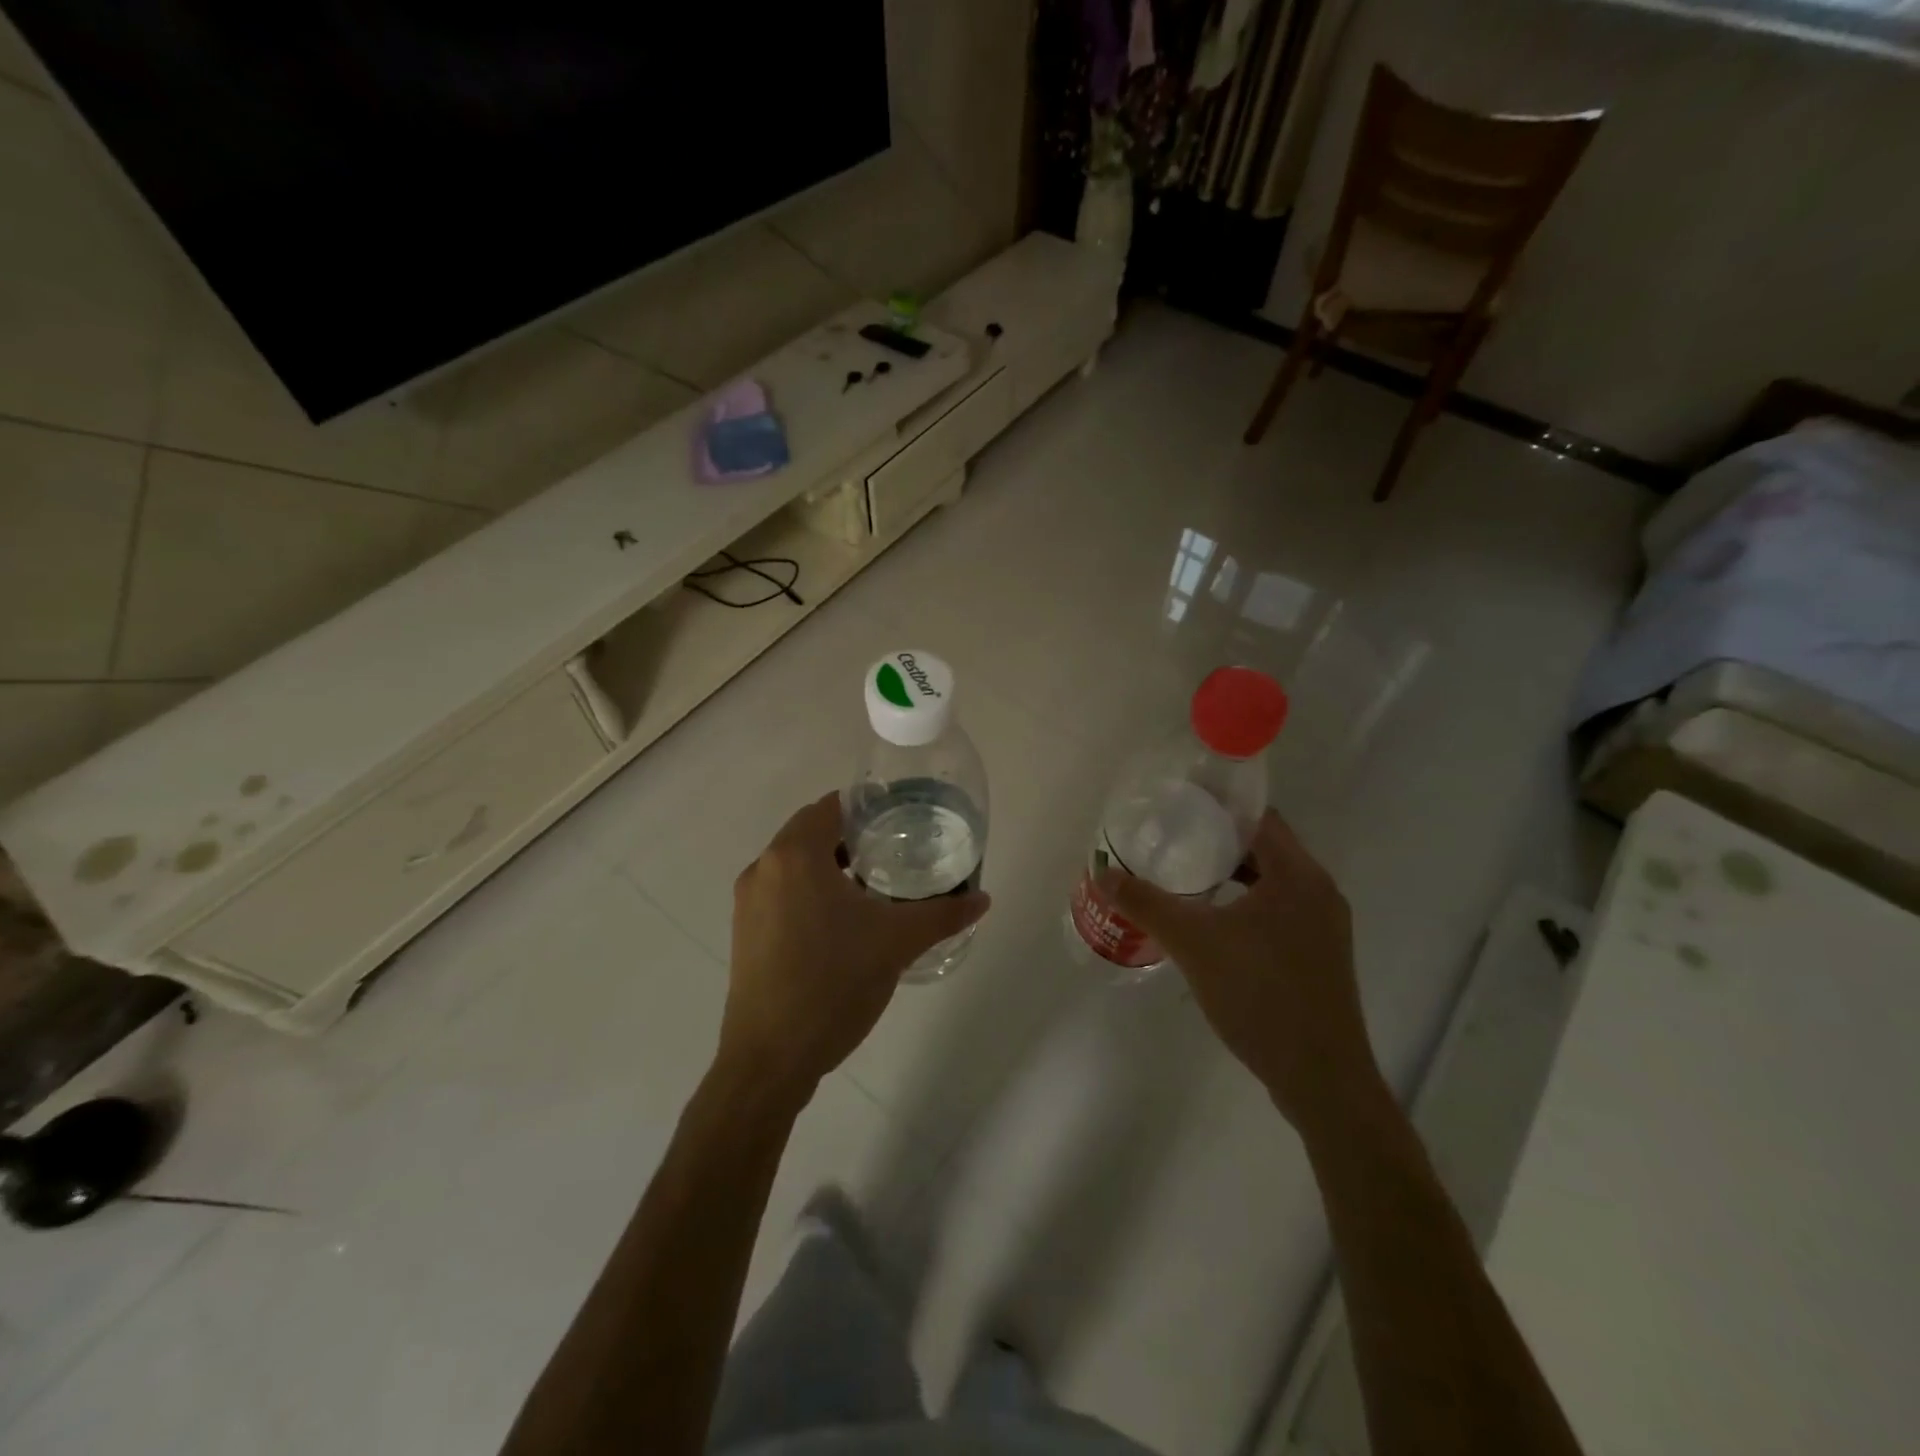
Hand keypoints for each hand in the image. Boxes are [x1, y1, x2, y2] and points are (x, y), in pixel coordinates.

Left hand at [718, 792, 989, 1105]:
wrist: (770, 1059)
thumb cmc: (833, 983)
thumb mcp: (897, 942)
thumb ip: (943, 914)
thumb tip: (982, 899)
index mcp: (793, 855)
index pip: (830, 806)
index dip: (867, 807)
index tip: (901, 820)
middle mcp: (763, 868)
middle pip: (811, 832)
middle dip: (852, 837)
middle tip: (895, 852)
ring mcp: (748, 902)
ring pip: (795, 865)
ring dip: (831, 866)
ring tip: (875, 887)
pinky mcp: (745, 932)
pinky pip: (782, 892)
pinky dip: (811, 892)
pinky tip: (843, 923)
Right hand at [1105, 809, 1380, 1132]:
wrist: (1321, 1078)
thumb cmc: (1259, 995)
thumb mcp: (1193, 943)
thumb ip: (1146, 903)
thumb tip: (1103, 872)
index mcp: (1298, 875)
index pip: (1260, 817)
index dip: (1220, 807)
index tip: (1179, 806)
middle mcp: (1319, 891)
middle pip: (1266, 847)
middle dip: (1219, 841)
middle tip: (1173, 840)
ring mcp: (1325, 925)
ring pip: (1273, 882)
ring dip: (1234, 875)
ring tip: (1187, 877)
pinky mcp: (1321, 955)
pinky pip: (1280, 910)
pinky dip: (1247, 904)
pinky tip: (1214, 923)